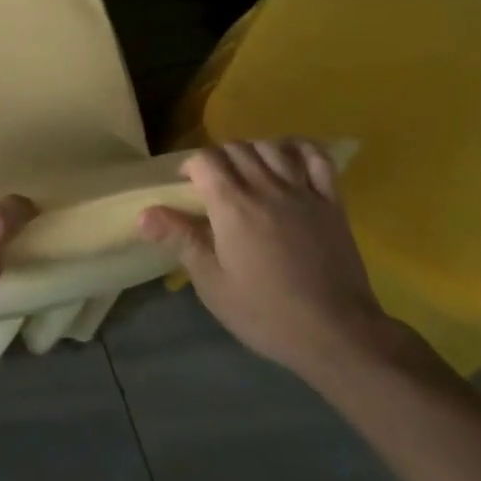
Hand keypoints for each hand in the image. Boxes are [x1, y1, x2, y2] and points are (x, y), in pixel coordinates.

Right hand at [139, 140, 406, 381]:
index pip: (205, 160)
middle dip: (219, 158)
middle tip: (214, 183)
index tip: (186, 186)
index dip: (191, 166)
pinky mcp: (332, 203)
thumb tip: (144, 214)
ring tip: (247, 172)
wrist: (336, 333)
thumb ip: (180, 239)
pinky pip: (318, 159)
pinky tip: (290, 158)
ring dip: (253, 151)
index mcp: (232, 206)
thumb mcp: (212, 283)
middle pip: (236, 148)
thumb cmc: (266, 312)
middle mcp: (266, 187)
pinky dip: (300, 149)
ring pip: (272, 147)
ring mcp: (303, 192)